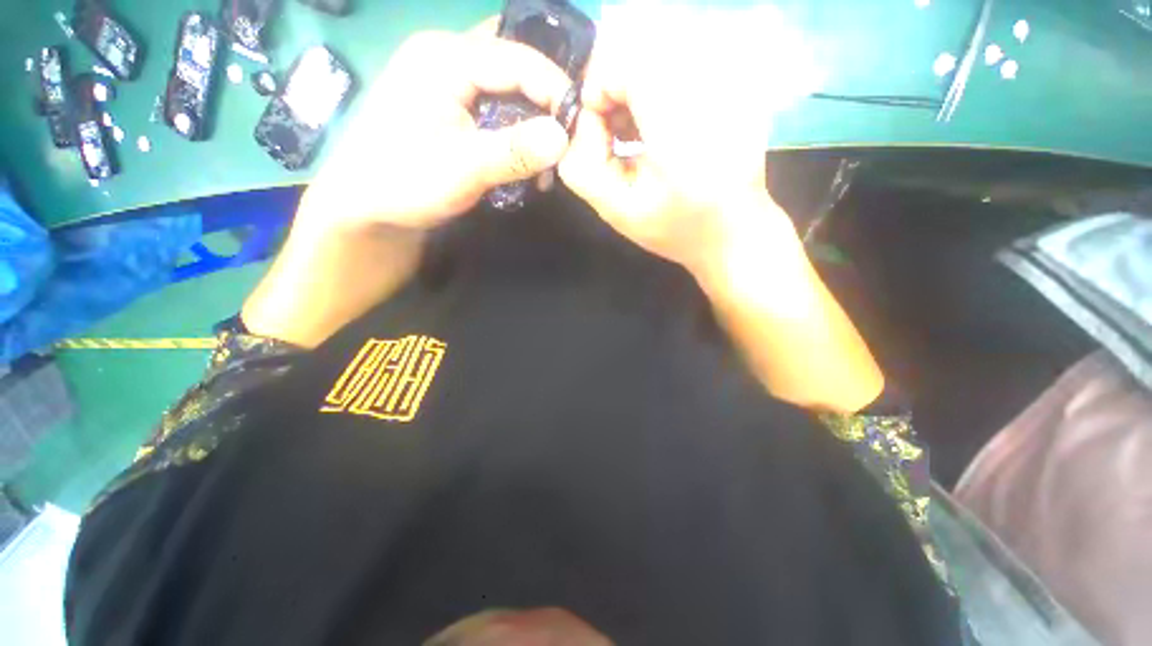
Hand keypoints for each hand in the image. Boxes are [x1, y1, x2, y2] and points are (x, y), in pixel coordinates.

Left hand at [299, 21, 571, 233]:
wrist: (365, 208)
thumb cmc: (404, 183)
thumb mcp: (463, 168)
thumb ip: (514, 151)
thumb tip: (565, 138)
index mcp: (443, 57)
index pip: (517, 57)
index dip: (555, 88)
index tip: (581, 126)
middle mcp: (446, 58)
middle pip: (514, 65)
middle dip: (545, 100)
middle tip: (567, 137)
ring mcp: (447, 83)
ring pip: (507, 88)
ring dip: (532, 120)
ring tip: (547, 156)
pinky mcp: (451, 109)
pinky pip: (495, 108)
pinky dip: (515, 131)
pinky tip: (524, 158)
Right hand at [558, 7, 806, 271]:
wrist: (734, 231)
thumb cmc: (674, 229)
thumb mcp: (616, 211)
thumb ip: (582, 166)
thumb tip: (579, 118)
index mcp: (681, 132)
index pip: (629, 64)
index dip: (600, 86)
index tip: (597, 125)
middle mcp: (713, 93)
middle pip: (644, 52)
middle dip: (616, 87)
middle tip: (616, 133)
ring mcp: (732, 84)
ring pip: (662, 54)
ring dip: (637, 87)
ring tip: (636, 132)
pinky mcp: (739, 82)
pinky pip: (684, 63)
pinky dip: (659, 87)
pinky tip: (660, 123)